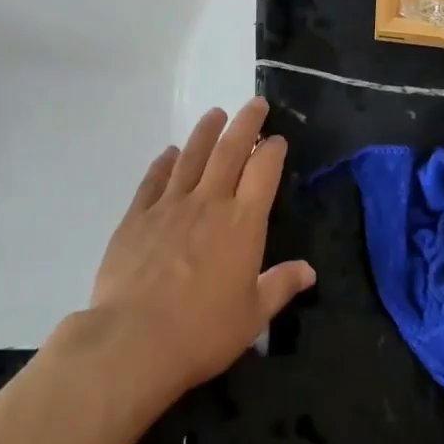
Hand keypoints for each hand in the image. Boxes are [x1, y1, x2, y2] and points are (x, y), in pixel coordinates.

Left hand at [87, 98, 316, 396]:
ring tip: (215, 114)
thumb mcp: (253, 316)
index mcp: (242, 223)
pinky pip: (153, 180)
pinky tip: (168, 152)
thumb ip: (280, 285)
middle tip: (255, 104)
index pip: (263, 171)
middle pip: (230, 151)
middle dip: (245, 123)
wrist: (135, 340)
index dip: (273, 150)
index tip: (277, 139)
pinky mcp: (137, 217)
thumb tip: (308, 270)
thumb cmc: (203, 331)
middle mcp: (208, 203)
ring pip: (191, 157)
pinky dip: (163, 162)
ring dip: (205, 132)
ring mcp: (169, 206)